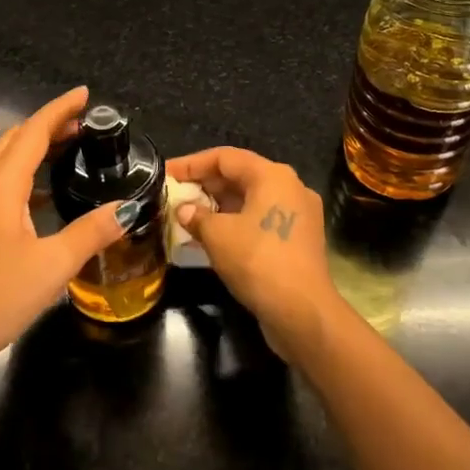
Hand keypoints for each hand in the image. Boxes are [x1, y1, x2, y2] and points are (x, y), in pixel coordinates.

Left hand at [0, 87, 126, 411]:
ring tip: (61, 150)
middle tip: (81, 125)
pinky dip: (16, 171)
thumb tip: (128, 208)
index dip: (59, 110)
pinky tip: (36, 195)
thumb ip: (91, 232)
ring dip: (29, 146)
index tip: (84, 94)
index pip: (33, 132)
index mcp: (1, 184)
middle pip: (13, 138)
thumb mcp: (53, 266)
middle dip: (46, 125)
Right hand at [166, 147, 334, 359]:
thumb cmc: (258, 261)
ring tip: (186, 217)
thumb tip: (184, 210)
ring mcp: (298, 214)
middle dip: (205, 185)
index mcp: (273, 176)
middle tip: (174, 196)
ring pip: (250, 200)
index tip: (166, 174)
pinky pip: (260, 220)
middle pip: (240, 176)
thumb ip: (196, 216)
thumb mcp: (218, 235)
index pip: (225, 157)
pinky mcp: (298, 239)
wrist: (302, 312)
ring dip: (218, 207)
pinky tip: (210, 239)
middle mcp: (290, 187)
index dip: (192, 164)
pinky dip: (235, 224)